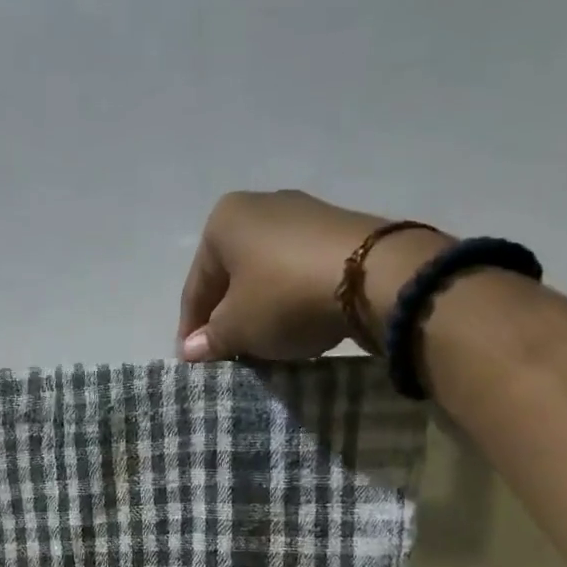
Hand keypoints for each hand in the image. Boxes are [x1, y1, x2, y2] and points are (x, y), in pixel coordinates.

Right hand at [177, 190, 450, 361]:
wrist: (376, 277)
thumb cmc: (285, 297)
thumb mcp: (238, 327)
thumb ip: (211, 339)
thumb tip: (190, 350)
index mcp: (223, 221)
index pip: (197, 285)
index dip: (192, 328)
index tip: (193, 360)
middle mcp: (260, 205)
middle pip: (232, 274)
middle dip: (227, 314)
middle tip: (227, 352)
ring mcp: (305, 213)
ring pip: (266, 272)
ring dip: (260, 308)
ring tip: (263, 342)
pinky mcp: (340, 229)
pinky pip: (299, 269)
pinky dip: (291, 297)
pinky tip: (297, 322)